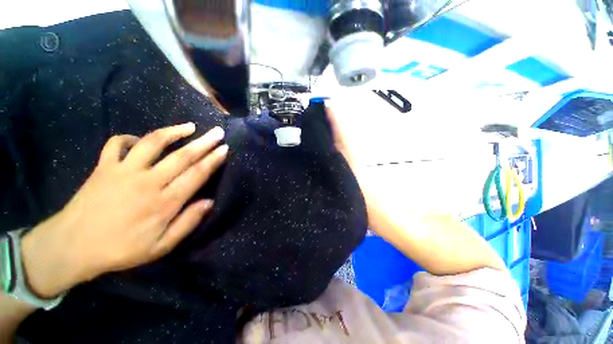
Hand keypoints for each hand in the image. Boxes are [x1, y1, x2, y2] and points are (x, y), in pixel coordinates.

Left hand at [21, 123, 227, 297]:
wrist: (73, 247)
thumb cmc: (121, 249)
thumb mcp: (161, 247)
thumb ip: (187, 223)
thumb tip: (209, 202)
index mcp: (164, 202)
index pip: (196, 175)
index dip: (213, 160)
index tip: (224, 149)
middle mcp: (147, 182)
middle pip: (182, 156)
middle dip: (204, 142)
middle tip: (218, 132)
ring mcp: (124, 171)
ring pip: (153, 143)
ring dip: (173, 132)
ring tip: (189, 126)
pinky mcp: (104, 167)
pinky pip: (117, 144)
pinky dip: (129, 138)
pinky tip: (140, 139)